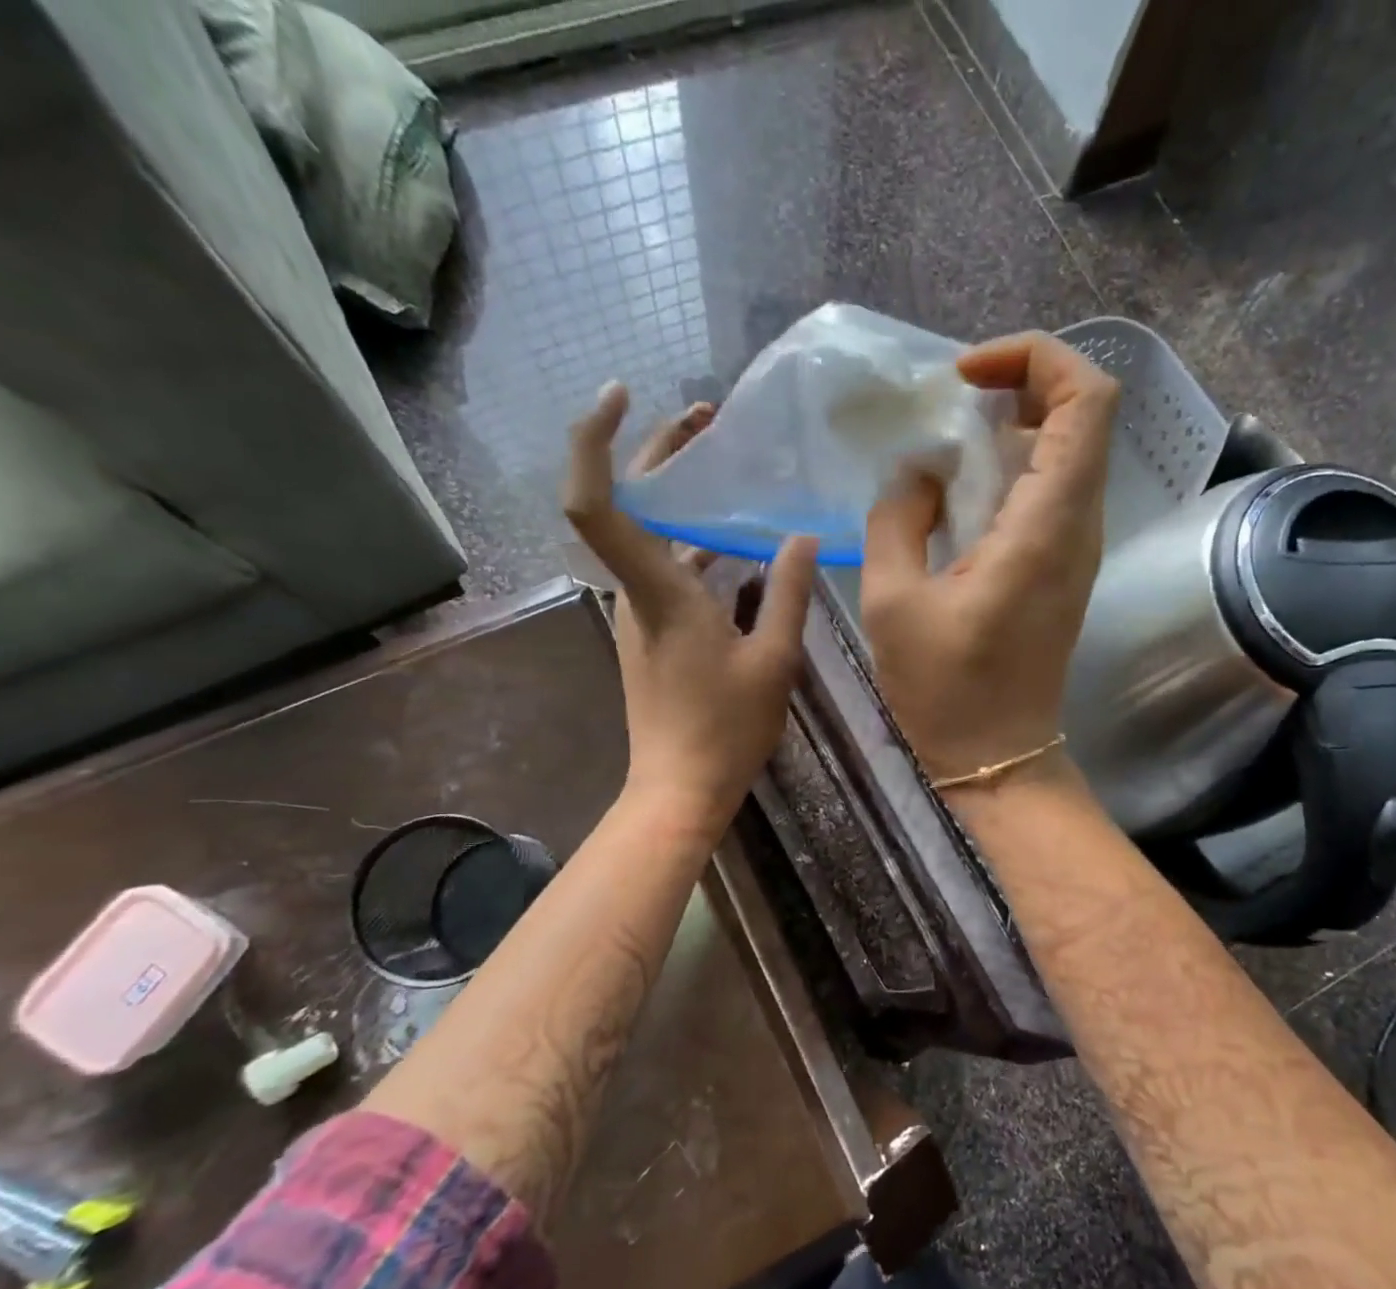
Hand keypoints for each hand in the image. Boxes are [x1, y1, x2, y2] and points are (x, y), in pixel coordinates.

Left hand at [564, 383, 817, 834]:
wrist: (680, 788)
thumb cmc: (726, 728)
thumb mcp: (775, 659)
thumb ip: (788, 592)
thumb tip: (801, 537)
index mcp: (660, 591)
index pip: (597, 503)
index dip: (595, 440)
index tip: (622, 393)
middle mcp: (636, 592)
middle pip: (625, 502)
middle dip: (658, 450)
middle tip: (706, 418)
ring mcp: (639, 613)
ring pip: (648, 535)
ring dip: (681, 497)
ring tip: (730, 468)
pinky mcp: (651, 632)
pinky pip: (665, 568)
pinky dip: (693, 541)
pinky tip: (738, 543)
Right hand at [861, 333, 1118, 786]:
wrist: (998, 757)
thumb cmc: (945, 691)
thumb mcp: (893, 603)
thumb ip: (897, 520)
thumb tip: (919, 473)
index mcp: (1045, 526)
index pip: (1088, 399)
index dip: (1036, 359)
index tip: (968, 377)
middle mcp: (1078, 525)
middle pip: (1085, 413)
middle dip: (1023, 383)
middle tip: (955, 401)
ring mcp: (1077, 547)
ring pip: (1072, 449)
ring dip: (1017, 425)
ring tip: (950, 440)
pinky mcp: (1064, 567)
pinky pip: (1054, 489)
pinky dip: (1015, 466)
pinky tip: (962, 489)